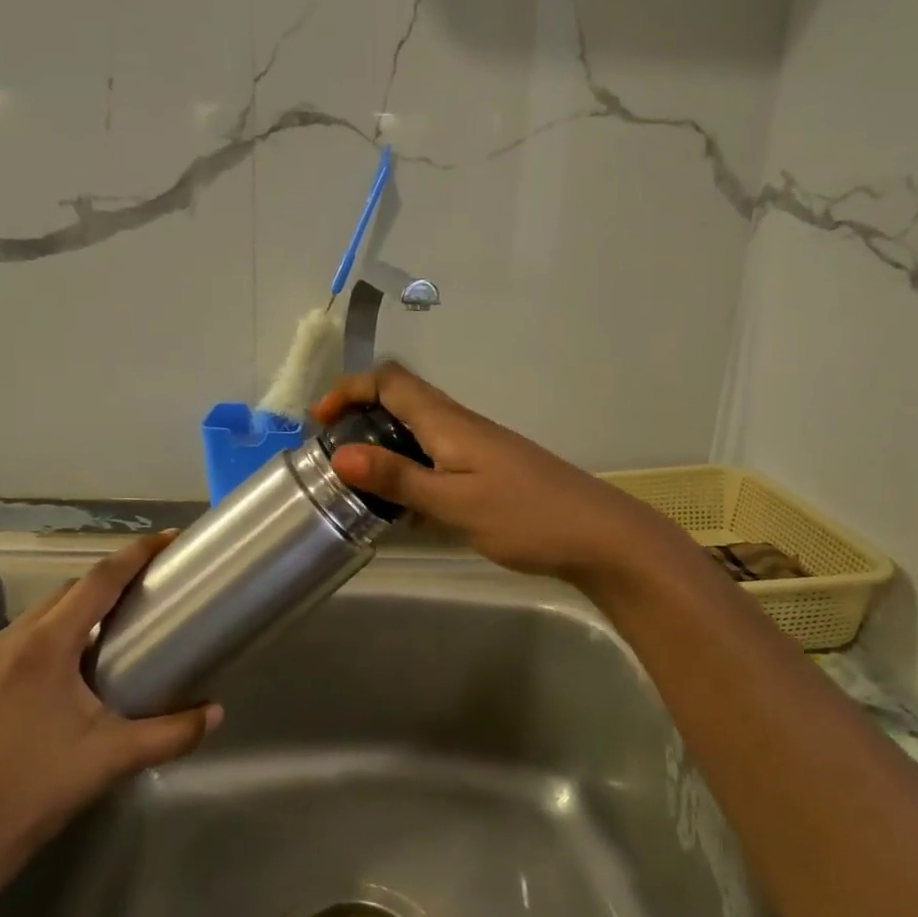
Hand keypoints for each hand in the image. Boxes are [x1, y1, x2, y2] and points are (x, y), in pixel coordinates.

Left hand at [0, 534, 221, 869]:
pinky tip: (54, 676)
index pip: (100, 580)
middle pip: (67, 593)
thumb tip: (217, 713)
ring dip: (72, 613)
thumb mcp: (116, 756)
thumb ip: (174, 732)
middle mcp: (9, 641)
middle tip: (143, 589)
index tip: (167, 539)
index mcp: (48, 645)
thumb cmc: (41, 787)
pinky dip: (41, 642)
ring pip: (35, 618)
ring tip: (102, 633)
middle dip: (107, 582)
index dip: (136, 554)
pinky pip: (9, 647)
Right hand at [312, 363, 681, 585]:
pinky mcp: (488, 470)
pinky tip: (404, 506)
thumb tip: (339, 454)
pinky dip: (409, 468)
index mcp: (448, 422)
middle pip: (401, 399)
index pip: (391, 380)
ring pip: (418, 429)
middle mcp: (460, 424)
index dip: (350, 389)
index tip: (319, 420)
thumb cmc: (525, 516)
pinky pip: (435, 456)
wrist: (598, 535)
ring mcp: (477, 447)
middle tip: (331, 454)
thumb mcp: (453, 502)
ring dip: (382, 444)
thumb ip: (398, 478)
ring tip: (357, 482)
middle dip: (359, 415)